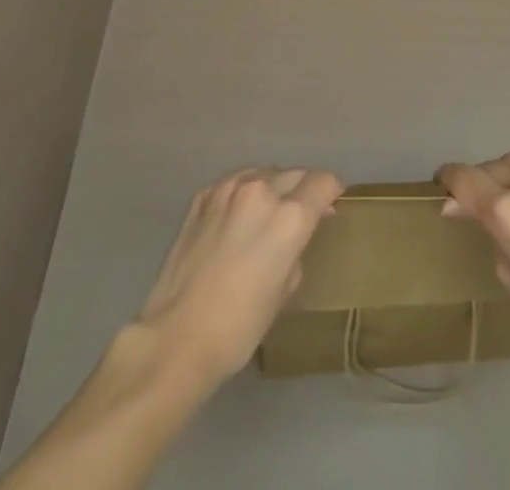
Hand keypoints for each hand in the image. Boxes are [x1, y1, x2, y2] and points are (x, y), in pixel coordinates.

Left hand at [135, 167, 343, 386]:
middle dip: (302, 190)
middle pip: (295, 173)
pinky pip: (234, 184)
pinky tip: (235, 220)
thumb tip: (302, 229)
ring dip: (272, 188)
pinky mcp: (202, 195)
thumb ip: (299, 247)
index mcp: (289, 216)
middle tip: (298, 216)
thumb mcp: (285, 288)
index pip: (323, 181)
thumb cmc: (240, 325)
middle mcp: (261, 191)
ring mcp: (228, 189)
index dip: (331, 192)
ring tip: (264, 216)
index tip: (329, 206)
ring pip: (263, 174)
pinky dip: (242, 194)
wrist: (177, 336)